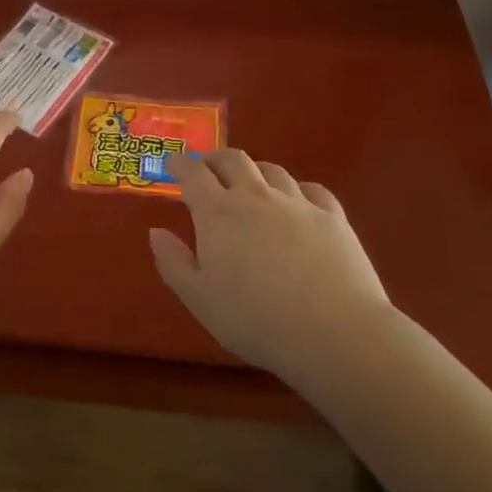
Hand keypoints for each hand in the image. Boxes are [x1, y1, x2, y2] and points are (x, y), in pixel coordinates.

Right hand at [150, 149, 390, 376]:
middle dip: (215, 159)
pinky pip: (312, 189)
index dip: (179, 163)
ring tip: (251, 185)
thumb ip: (173, 262)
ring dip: (254, 172)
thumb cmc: (256, 319)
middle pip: (233, 159)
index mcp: (218, 213)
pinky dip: (297, 189)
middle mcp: (255, 196)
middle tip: (208, 169)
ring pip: (272, 170)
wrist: (335, 333)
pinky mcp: (332, 217)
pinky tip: (297, 202)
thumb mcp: (199, 299)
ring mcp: (297, 203)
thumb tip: (156, 231)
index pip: (192, 173)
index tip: (171, 162)